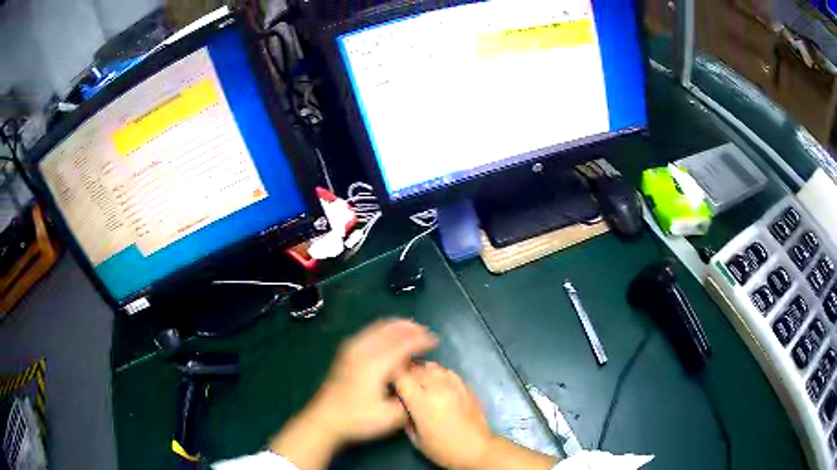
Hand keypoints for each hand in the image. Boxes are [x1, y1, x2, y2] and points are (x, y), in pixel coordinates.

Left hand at [312, 318, 438, 442]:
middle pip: (391, 330)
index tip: (435, 342)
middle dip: (411, 328)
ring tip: (413, 331)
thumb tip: (419, 386)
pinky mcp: (346, 352)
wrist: (325, 418)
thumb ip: (409, 400)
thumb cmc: (357, 419)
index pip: (403, 343)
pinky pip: (370, 331)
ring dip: (398, 326)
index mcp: (375, 364)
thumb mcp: (389, 417)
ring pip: (379, 327)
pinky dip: (385, 329)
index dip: (421, 340)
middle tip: (427, 334)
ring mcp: (352, 349)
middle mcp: (363, 351)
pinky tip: (392, 337)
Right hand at [394, 362, 493, 469]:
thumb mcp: (416, 439)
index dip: (393, 378)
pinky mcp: (466, 387)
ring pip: (434, 367)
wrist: (476, 449)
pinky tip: (438, 381)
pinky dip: (440, 373)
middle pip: (417, 369)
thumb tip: (404, 408)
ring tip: (420, 379)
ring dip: (424, 371)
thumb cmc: (443, 449)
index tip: (390, 383)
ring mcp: (454, 386)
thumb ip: (406, 420)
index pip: (402, 378)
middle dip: (407, 373)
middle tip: (403, 382)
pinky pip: (449, 372)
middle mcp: (437, 389)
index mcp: (421, 403)